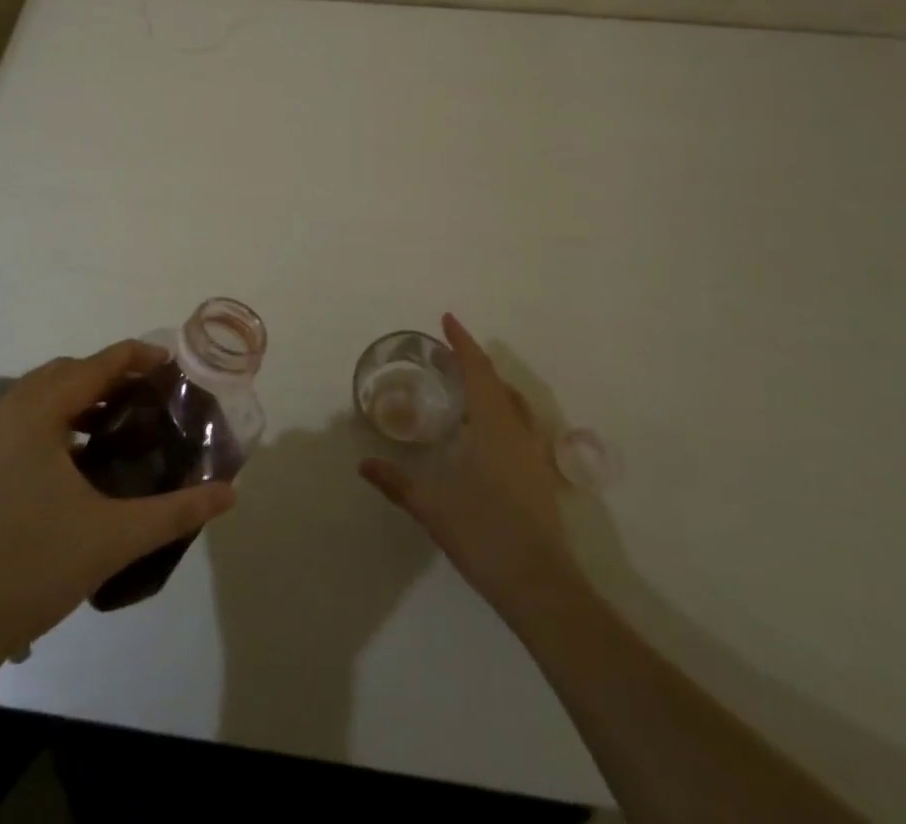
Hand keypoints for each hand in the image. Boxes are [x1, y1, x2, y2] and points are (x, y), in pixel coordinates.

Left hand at [0, 340, 235, 667]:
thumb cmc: (29, 571)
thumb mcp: (113, 538)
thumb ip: (176, 510)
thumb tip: (229, 493)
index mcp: (33, 413)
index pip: (95, 365)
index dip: (137, 357)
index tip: (171, 362)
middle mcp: (0, 411)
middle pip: (64, 373)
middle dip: (108, 376)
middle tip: (148, 396)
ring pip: (36, 396)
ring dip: (77, 399)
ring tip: (116, 424)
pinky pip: (15, 421)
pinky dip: (50, 422)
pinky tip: (72, 461)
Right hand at [359, 313, 575, 614]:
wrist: (541, 586)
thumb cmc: (485, 534)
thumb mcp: (432, 506)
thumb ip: (396, 482)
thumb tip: (364, 465)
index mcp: (493, 426)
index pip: (477, 370)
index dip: (462, 342)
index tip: (448, 319)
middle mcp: (517, 431)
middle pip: (497, 382)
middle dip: (474, 362)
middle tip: (449, 353)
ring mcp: (533, 454)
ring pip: (513, 404)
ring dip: (491, 386)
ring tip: (466, 386)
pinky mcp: (539, 476)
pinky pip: (519, 424)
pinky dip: (500, 411)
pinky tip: (485, 433)